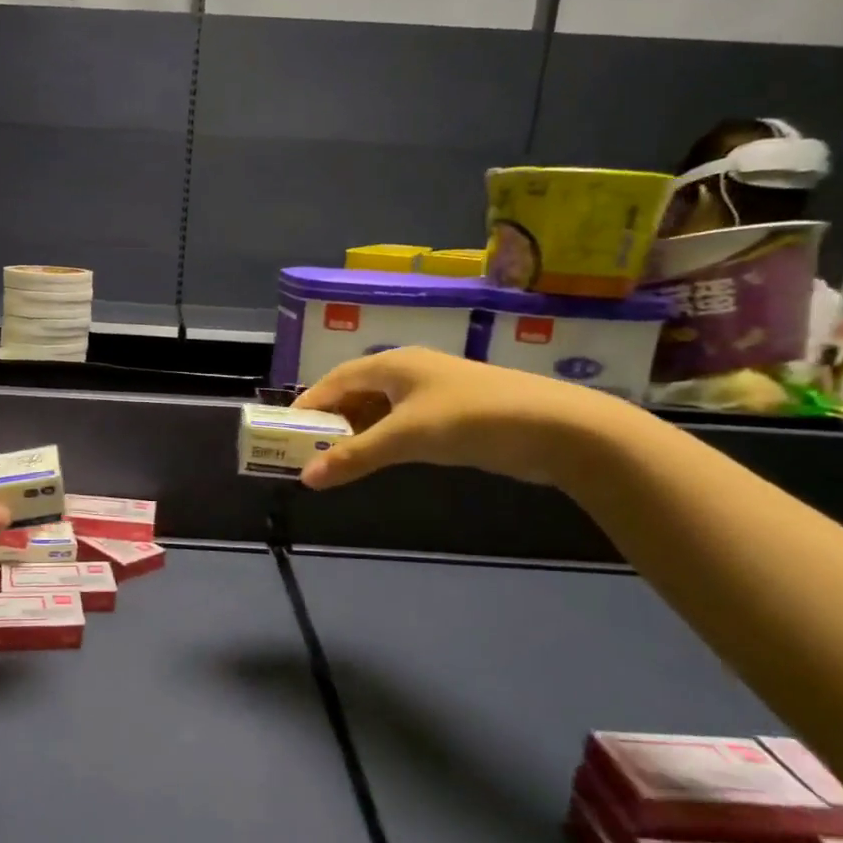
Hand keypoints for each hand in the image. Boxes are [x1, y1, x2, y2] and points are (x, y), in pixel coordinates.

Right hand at [291, 347, 634, 489]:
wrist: (556, 428)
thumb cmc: (471, 419)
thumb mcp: (406, 437)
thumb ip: (355, 456)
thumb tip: (306, 477)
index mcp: (394, 364)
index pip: (336, 380)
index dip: (309, 404)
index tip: (285, 432)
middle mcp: (410, 372)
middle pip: (356, 393)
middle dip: (330, 422)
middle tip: (308, 453)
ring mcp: (434, 393)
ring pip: (380, 411)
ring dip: (357, 434)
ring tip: (337, 462)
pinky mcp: (453, 414)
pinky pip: (403, 424)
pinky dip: (383, 440)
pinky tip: (378, 460)